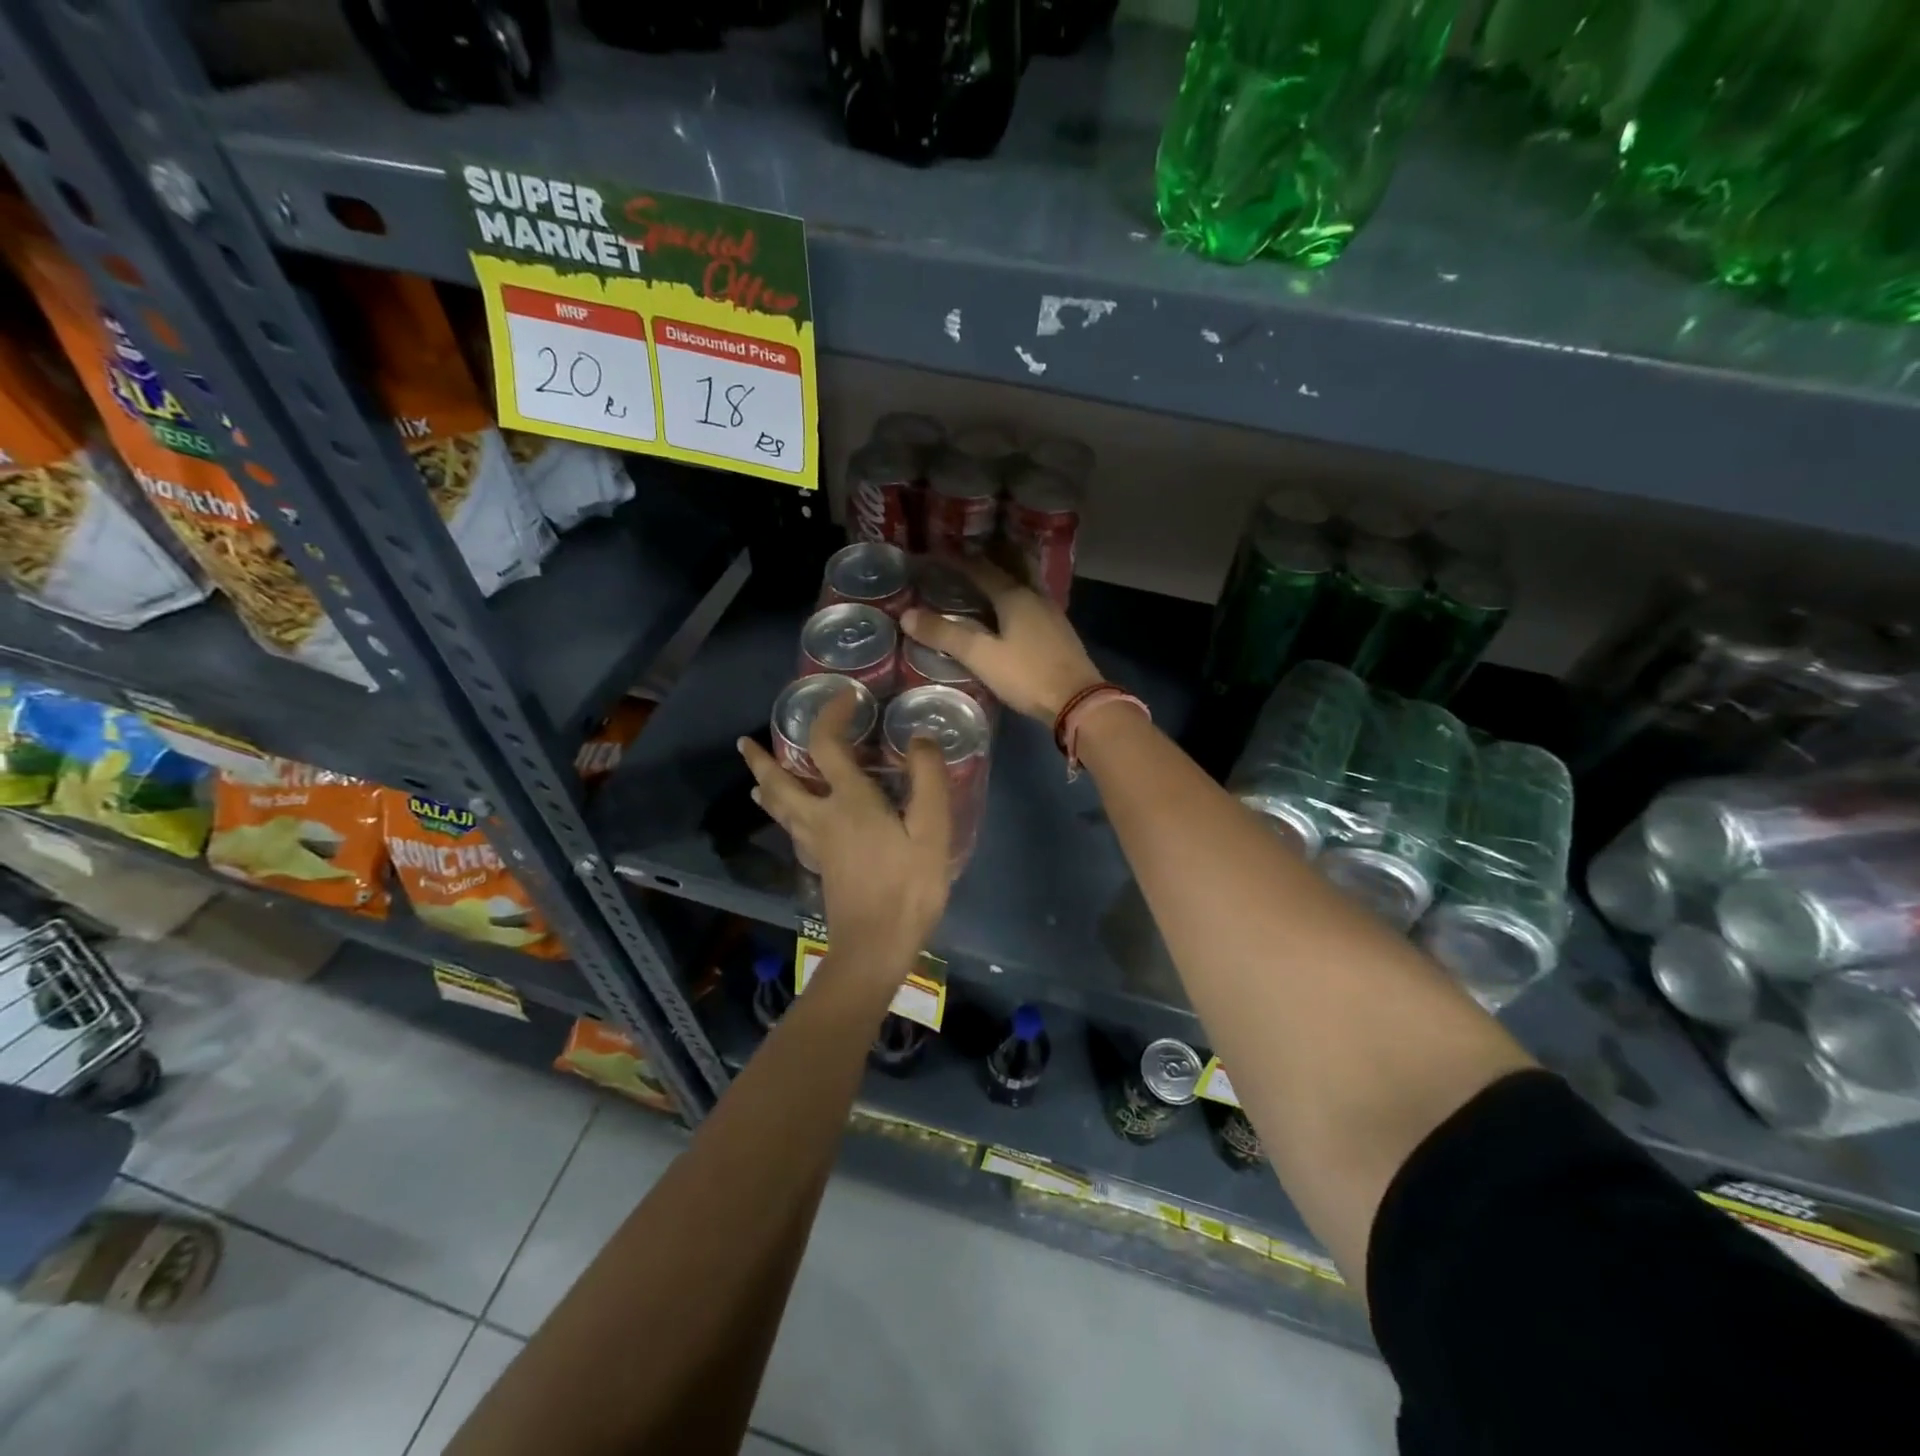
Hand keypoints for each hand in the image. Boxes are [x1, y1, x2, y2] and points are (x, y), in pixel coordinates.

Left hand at [737, 689, 949, 978]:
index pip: (826, 745)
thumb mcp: (932, 830)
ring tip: (756, 775)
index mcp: (849, 801)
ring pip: (779, 809)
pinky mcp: (819, 865)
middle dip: (762, 760)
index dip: (830, 715)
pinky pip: (790, 827)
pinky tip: (790, 818)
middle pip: (780, 783)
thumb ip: (929, 780)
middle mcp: (822, 817)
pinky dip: (782, 812)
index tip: (844, 697)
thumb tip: (918, 738)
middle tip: (744, 743)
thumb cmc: (907, 886)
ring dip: (766, 786)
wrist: (876, 947)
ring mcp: (815, 844)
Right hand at [901, 557, 1101, 721]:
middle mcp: (1035, 596)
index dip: (957, 561)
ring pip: (1025, 583)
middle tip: (967, 557)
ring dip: (1005, 576)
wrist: (1078, 700)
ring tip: (985, 581)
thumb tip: (907, 615)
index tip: (936, 554)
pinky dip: (1016, 596)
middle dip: (989, 558)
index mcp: (1014, 596)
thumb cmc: (1027, 675)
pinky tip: (1009, 612)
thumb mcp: (981, 656)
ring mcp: (1051, 613)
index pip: (981, 569)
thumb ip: (945, 635)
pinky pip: (1032, 601)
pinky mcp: (1059, 631)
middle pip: (1011, 566)